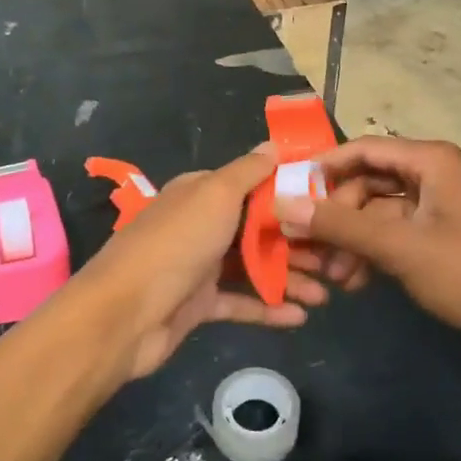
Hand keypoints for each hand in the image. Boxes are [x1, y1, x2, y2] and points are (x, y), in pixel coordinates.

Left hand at [78, 147, 325, 378]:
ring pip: (254, 267)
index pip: (253, 186)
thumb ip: (248, 171)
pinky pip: (241, 303)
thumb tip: (273, 144)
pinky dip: (269, 308)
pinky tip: (301, 317)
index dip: (289, 194)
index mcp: (202, 193)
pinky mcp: (199, 306)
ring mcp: (199, 266)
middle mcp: (201, 225)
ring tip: (328, 292)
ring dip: (290, 277)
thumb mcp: (215, 195)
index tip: (328, 204)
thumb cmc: (176, 244)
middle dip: (297, 241)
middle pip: (258, 229)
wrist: (124, 314)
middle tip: (337, 256)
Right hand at [275, 137, 460, 359]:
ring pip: (379, 211)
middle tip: (309, 247)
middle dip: (337, 214)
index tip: (288, 195)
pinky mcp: (443, 234)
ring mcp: (439, 205)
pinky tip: (357, 282)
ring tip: (334, 276)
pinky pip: (396, 232)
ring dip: (353, 239)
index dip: (322, 168)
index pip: (360, 149)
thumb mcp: (401, 248)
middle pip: (367, 181)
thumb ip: (342, 226)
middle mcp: (432, 173)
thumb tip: (285, 206)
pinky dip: (375, 252)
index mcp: (427, 160)